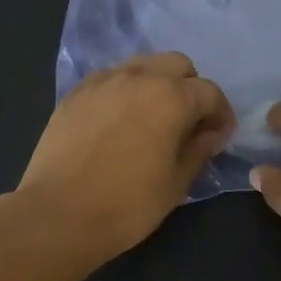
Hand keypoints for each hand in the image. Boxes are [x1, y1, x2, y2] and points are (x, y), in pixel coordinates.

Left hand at [14, 52, 234, 268]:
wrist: (59, 214)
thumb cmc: (128, 205)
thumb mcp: (175, 184)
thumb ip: (198, 151)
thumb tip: (211, 134)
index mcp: (171, 98)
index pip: (210, 93)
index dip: (221, 114)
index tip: (219, 136)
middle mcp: (139, 77)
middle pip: (177, 65)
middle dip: (190, 89)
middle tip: (188, 122)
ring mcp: (103, 81)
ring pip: (142, 65)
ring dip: (157, 84)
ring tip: (153, 118)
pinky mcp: (76, 93)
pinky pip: (111, 79)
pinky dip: (125, 90)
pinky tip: (120, 120)